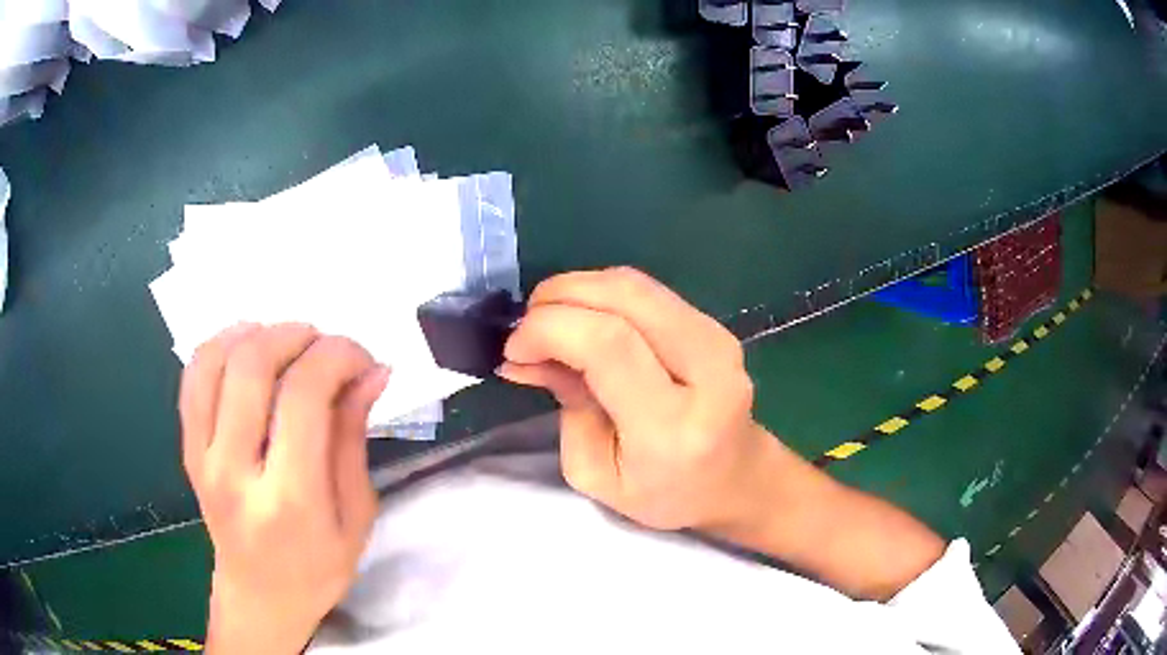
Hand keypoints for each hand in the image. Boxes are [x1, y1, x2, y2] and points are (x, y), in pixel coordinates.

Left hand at [179, 323, 389, 654]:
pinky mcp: (187, 449)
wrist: (259, 596)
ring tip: (288, 343)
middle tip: (325, 346)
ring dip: (256, 333)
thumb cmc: (318, 568)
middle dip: (296, 335)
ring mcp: (202, 457)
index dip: (337, 357)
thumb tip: (371, 372)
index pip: (303, 396)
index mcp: (288, 499)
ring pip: (214, 360)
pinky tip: (248, 350)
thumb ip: (353, 438)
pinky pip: (193, 377)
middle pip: (252, 365)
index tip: (362, 359)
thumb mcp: (356, 517)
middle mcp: (235, 472)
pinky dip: (221, 346)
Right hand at [499, 267, 774, 531]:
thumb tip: (525, 352)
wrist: (736, 480)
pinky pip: (647, 292)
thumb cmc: (664, 493)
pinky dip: (602, 295)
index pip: (609, 345)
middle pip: (625, 297)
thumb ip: (564, 404)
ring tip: (550, 321)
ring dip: (579, 290)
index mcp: (673, 427)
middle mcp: (707, 371)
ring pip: (635, 284)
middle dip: (560, 295)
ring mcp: (718, 339)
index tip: (515, 348)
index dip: (550, 329)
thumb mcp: (595, 471)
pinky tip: (584, 320)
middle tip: (527, 325)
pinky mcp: (715, 325)